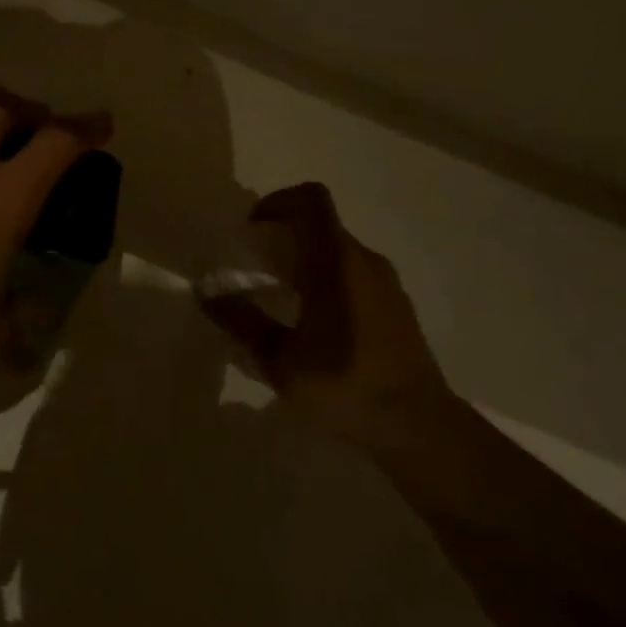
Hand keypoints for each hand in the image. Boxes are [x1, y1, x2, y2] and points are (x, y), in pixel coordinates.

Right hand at [202, 182, 451, 438]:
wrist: (419, 426)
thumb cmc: (344, 385)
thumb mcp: (280, 360)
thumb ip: (241, 321)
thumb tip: (206, 293)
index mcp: (335, 262)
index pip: (311, 200)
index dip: (277, 201)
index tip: (252, 228)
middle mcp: (363, 260)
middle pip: (321, 222)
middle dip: (284, 233)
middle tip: (254, 266)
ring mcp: (385, 281)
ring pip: (338, 248)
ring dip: (305, 256)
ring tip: (279, 294)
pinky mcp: (395, 304)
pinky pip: (354, 271)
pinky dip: (326, 276)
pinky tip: (313, 320)